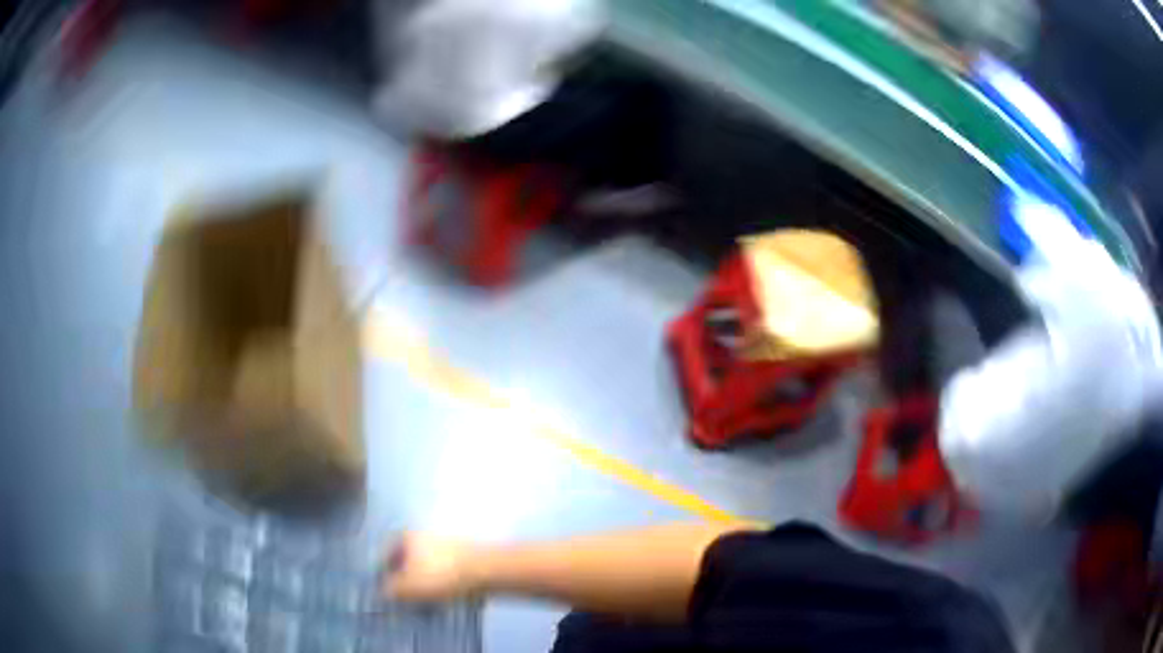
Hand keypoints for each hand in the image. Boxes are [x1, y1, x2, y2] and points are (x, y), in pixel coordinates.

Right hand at [380, 532, 479, 601]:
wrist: (489, 570)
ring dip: (427, 583)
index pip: (386, 555)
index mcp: (406, 536)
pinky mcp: (466, 554)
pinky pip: (448, 571)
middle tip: (408, 600)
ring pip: (429, 567)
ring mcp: (447, 543)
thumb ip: (391, 590)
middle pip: (408, 561)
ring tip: (430, 603)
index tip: (389, 593)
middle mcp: (424, 534)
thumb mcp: (408, 588)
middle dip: (407, 580)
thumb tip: (385, 591)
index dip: (384, 575)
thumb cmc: (441, 576)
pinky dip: (445, 583)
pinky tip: (449, 598)